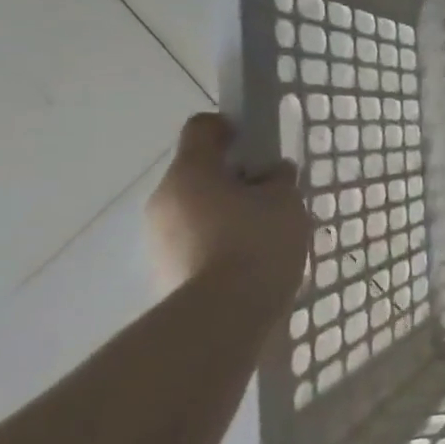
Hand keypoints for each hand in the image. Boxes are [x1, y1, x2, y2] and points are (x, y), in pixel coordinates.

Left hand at [147, 113, 308, 307]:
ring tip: (265, 234)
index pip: (202, 129)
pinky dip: (220, 243)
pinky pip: (196, 242)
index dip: (230, 127)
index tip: (258, 143)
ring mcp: (159, 238)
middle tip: (271, 195)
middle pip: (199, 173)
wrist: (224, 316)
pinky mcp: (165, 271)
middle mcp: (164, 199)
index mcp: (190, 172)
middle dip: (233, 179)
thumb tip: (272, 173)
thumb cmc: (257, 243)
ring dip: (226, 213)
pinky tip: (250, 261)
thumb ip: (279, 180)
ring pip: (197, 210)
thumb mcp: (285, 201)